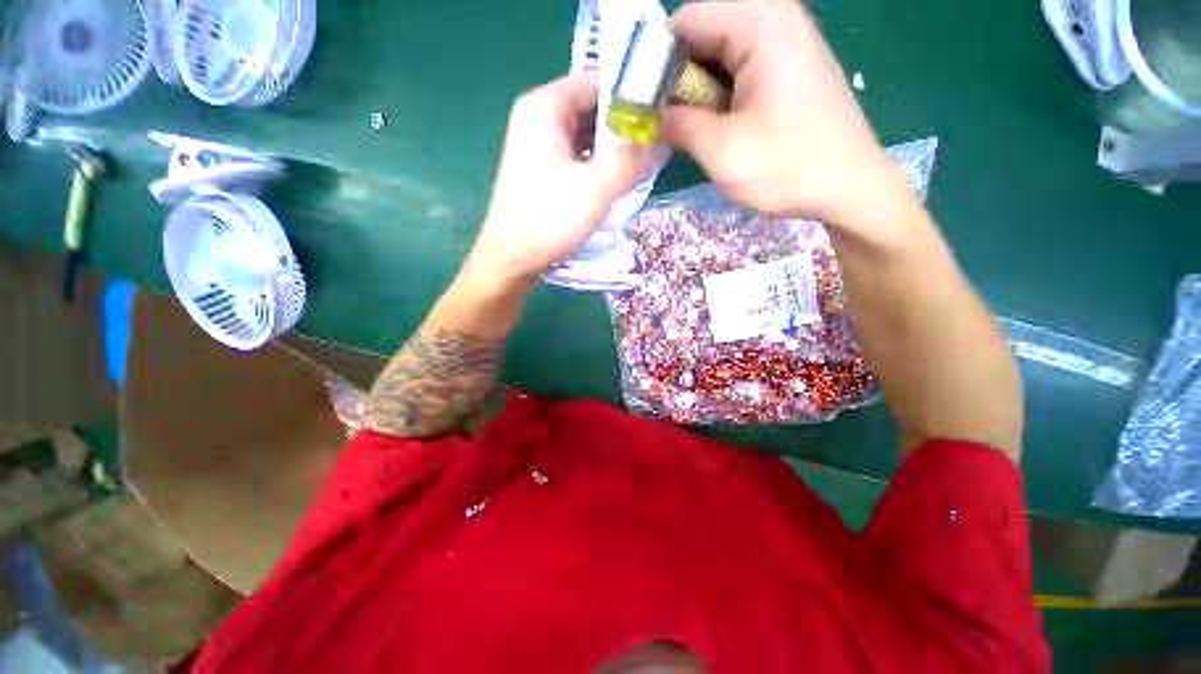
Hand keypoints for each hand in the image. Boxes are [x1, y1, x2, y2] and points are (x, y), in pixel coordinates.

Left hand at [467, 74, 651, 287]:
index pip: (597, 81)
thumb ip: (631, 158)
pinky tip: (614, 182)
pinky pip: (576, 156)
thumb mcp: (596, 189)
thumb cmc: (549, 221)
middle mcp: (537, 118)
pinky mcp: (541, 170)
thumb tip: (658, 133)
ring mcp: (537, 146)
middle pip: (591, 107)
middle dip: (623, 127)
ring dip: (612, 149)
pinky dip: (597, 164)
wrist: (511, 261)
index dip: (630, 95)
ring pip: (585, 135)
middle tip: (654, 147)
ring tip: (640, 166)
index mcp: (545, 108)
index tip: (659, 118)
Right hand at [664, 0, 902, 224]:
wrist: (850, 187)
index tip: (638, 106)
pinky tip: (712, 129)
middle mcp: (773, 19)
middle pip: (701, 37)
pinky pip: (737, 72)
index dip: (653, 63)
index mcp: (759, 22)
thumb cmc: (788, 168)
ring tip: (685, 133)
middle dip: (674, 82)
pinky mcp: (788, 68)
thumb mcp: (720, 149)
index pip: (683, 22)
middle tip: (660, 126)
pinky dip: (717, 98)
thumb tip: (647, 115)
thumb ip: (677, 124)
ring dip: (695, 95)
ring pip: (717, 58)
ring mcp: (784, 43)